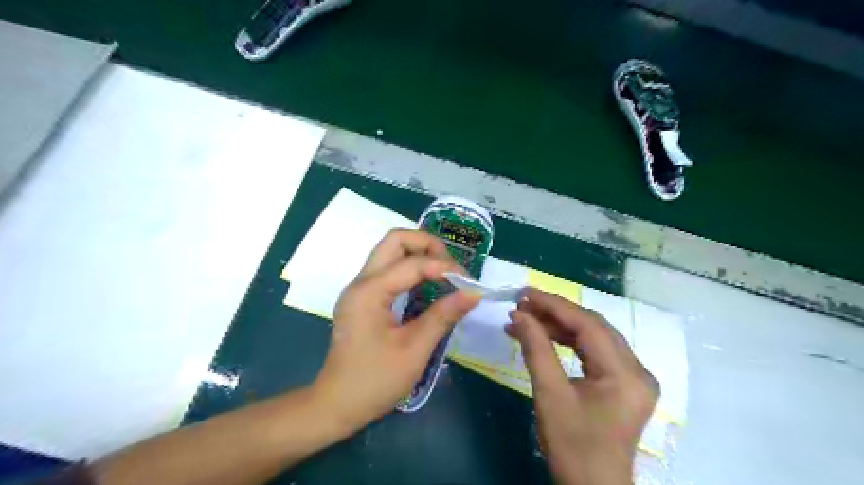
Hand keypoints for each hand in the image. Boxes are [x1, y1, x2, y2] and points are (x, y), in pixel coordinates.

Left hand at [309, 229, 478, 433]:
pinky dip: (410, 269)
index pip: (412, 263)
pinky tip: (427, 285)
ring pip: (390, 252)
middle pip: (394, 241)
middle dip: (427, 244)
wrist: (336, 405)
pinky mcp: (363, 299)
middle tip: (451, 266)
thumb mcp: (414, 349)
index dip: (445, 267)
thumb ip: (443, 316)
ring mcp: (359, 289)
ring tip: (444, 273)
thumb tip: (473, 293)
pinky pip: (388, 270)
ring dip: (419, 254)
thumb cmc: (375, 381)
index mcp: (369, 291)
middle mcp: (361, 282)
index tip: (470, 283)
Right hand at [504, 287, 658, 484]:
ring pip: (594, 336)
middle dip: (555, 312)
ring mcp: (634, 376)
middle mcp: (637, 369)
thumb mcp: (550, 395)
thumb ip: (535, 349)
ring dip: (560, 326)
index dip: (553, 305)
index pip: (588, 325)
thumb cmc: (571, 445)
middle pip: (593, 326)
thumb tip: (517, 314)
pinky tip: (545, 335)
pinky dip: (569, 341)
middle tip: (522, 304)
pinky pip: (596, 350)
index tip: (523, 293)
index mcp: (625, 374)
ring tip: (527, 319)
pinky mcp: (625, 382)